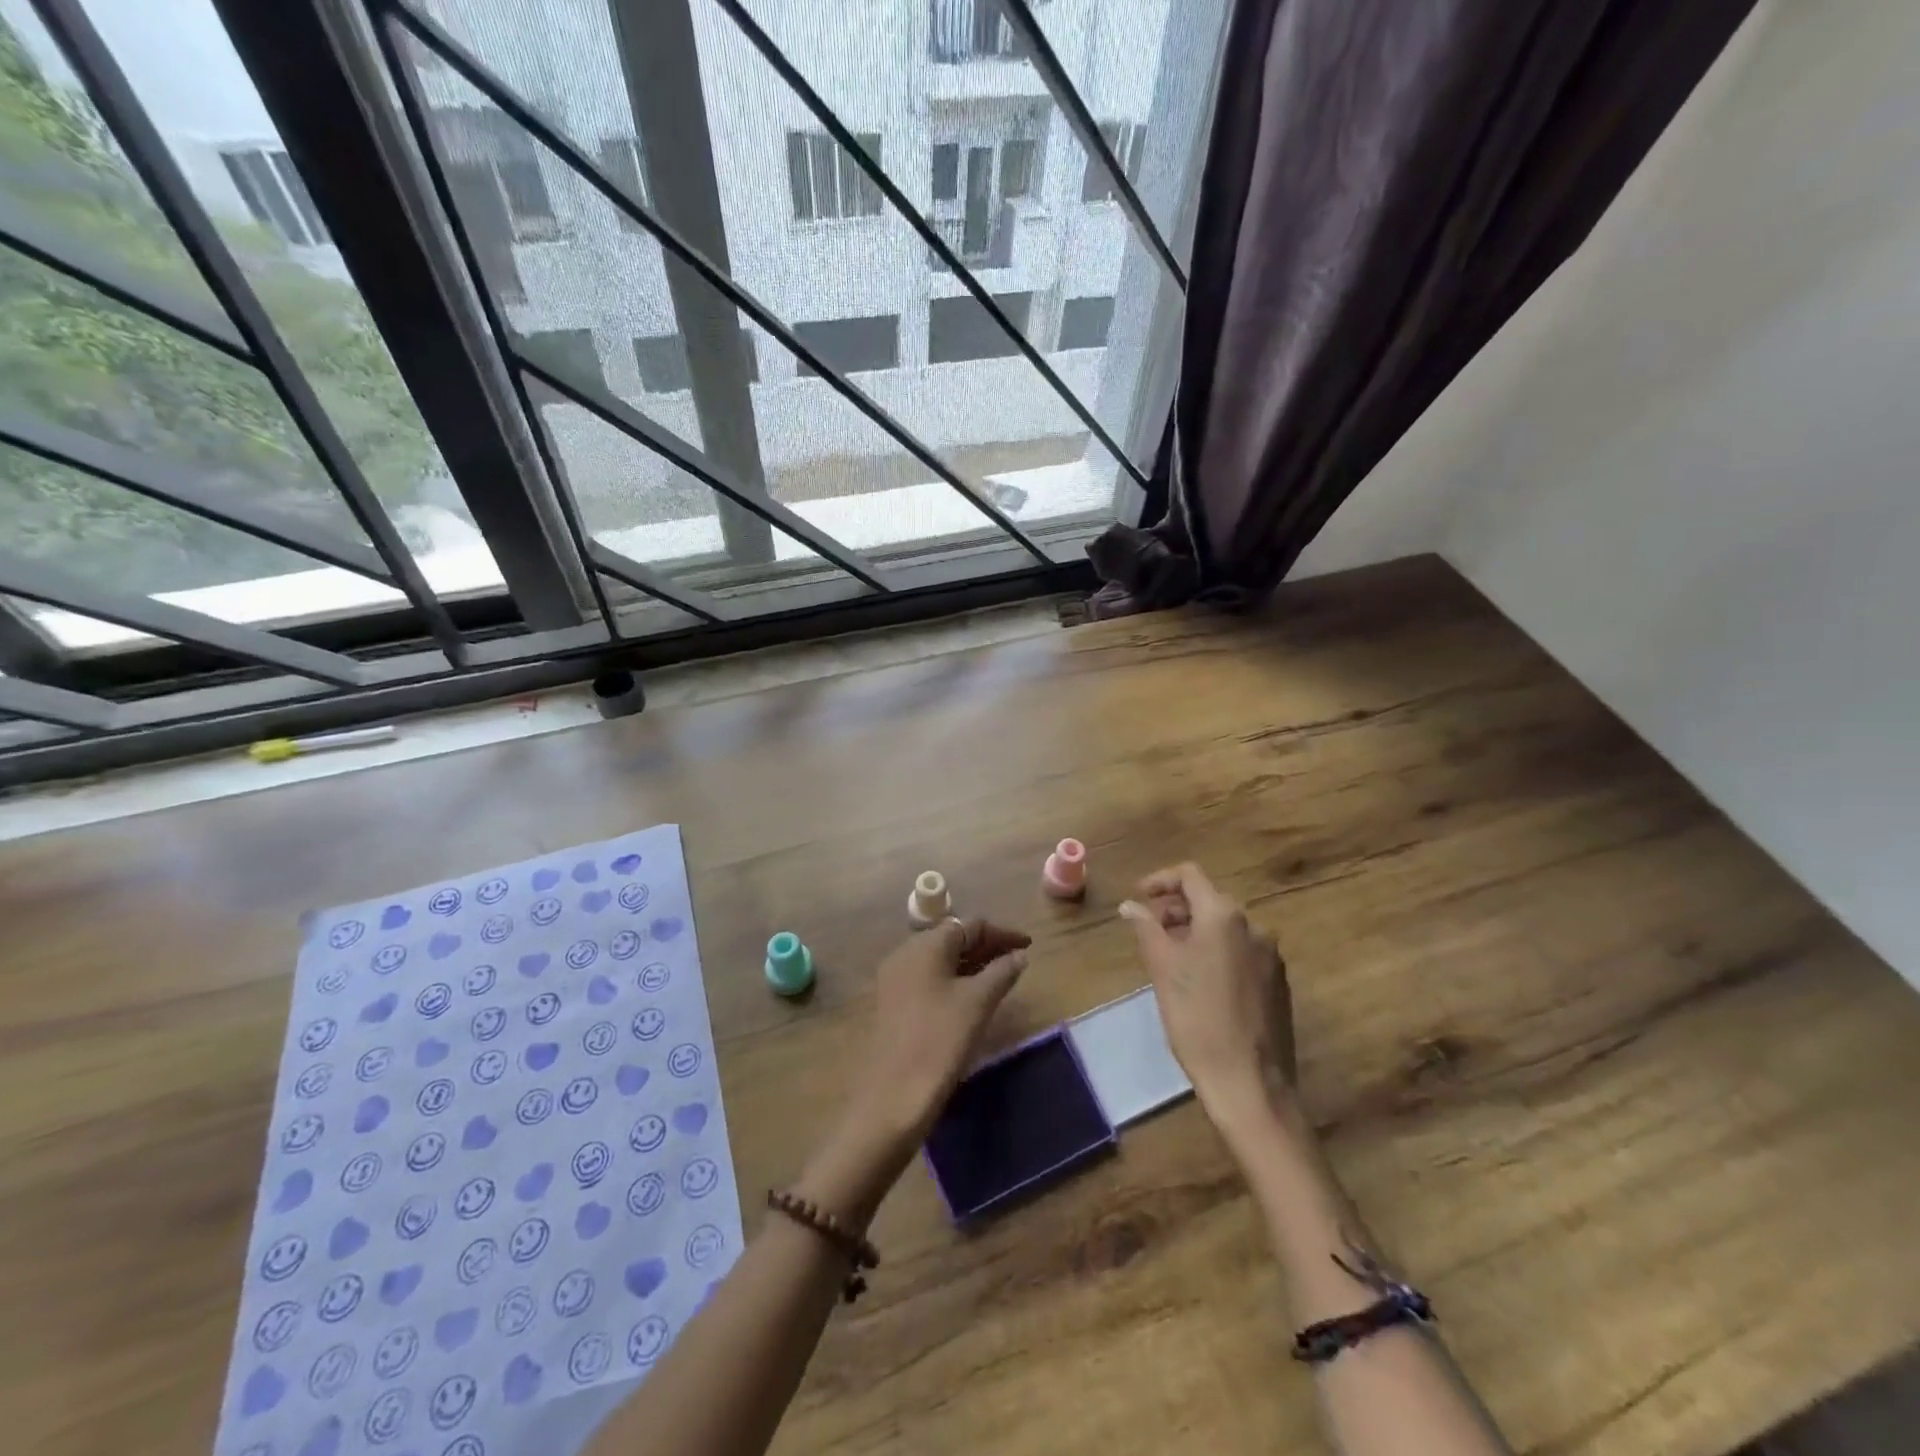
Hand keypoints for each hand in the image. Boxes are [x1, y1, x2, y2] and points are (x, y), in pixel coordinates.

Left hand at [848, 918, 1031, 1148]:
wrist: (893, 1096)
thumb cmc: (940, 1039)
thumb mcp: (978, 1002)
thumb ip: (1002, 972)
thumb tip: (1018, 955)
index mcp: (924, 945)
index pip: (969, 925)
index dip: (1001, 933)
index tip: (1028, 944)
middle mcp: (905, 954)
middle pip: (953, 939)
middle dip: (986, 946)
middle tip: (1017, 960)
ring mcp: (896, 979)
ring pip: (941, 960)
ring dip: (971, 964)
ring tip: (1001, 977)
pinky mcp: (894, 1004)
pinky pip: (930, 979)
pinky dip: (955, 980)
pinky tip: (973, 997)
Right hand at [1119, 863, 1293, 1121]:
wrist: (1250, 1083)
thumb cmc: (1197, 1019)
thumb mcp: (1162, 969)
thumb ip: (1146, 928)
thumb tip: (1130, 905)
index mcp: (1225, 916)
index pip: (1190, 876)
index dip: (1160, 880)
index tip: (1138, 898)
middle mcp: (1254, 926)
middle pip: (1210, 900)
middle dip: (1176, 908)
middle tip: (1149, 930)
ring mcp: (1271, 955)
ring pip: (1226, 928)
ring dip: (1195, 931)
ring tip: (1171, 957)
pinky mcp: (1278, 983)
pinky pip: (1242, 951)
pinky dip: (1217, 952)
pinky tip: (1200, 982)